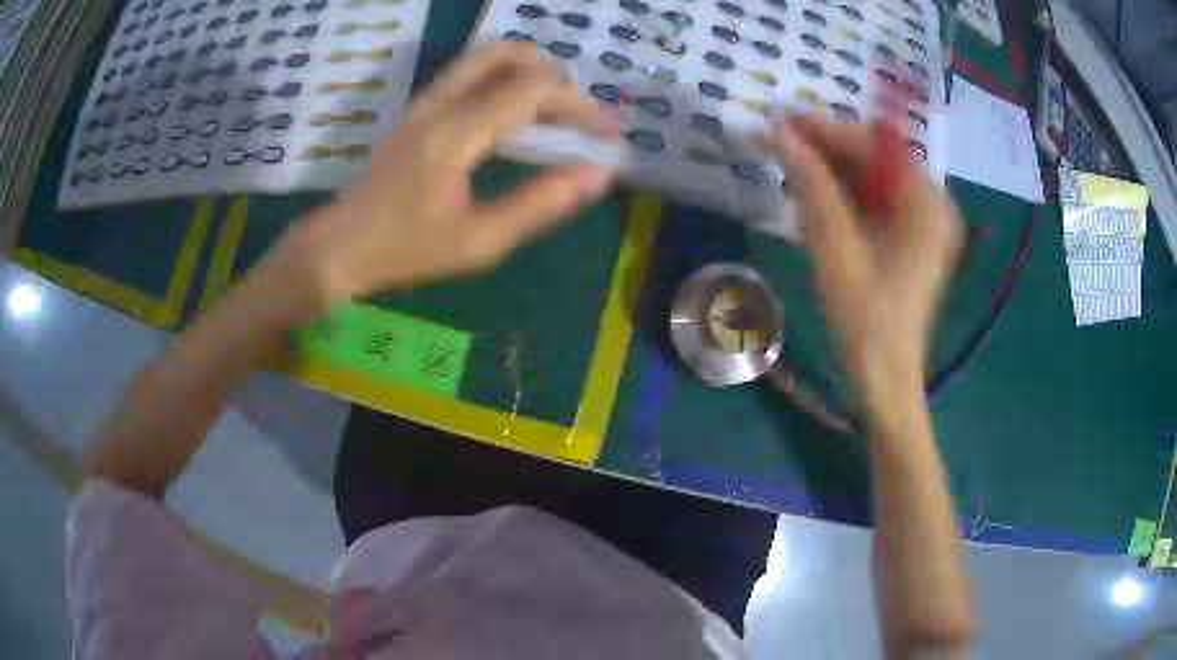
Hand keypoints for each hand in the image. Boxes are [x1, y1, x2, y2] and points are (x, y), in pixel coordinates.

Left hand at [287, 42, 620, 303]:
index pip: (531, 89)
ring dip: (527, 71)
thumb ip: (540, 204)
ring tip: (554, 109)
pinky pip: (468, 74)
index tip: (604, 135)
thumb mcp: (479, 242)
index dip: (578, 105)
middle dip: (554, 77)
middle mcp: (440, 104)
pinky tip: (515, 115)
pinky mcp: (418, 110)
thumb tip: (596, 175)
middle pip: (506, 55)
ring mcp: (424, 102)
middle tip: (577, 115)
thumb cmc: (407, 249)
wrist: (341, 246)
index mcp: (455, 133)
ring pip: (484, 57)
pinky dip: (504, 80)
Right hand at [768, 114, 961, 394]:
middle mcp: (934, 203)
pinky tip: (818, 203)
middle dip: (830, 152)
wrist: (885, 377)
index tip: (783, 121)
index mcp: (927, 203)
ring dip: (834, 173)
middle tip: (782, 148)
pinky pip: (878, 202)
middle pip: (878, 159)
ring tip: (793, 174)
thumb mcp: (835, 245)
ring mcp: (926, 222)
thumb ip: (811, 183)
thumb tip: (779, 131)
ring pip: (875, 179)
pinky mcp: (914, 239)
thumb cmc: (865, 318)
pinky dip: (847, 198)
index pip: (877, 145)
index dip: (828, 131)